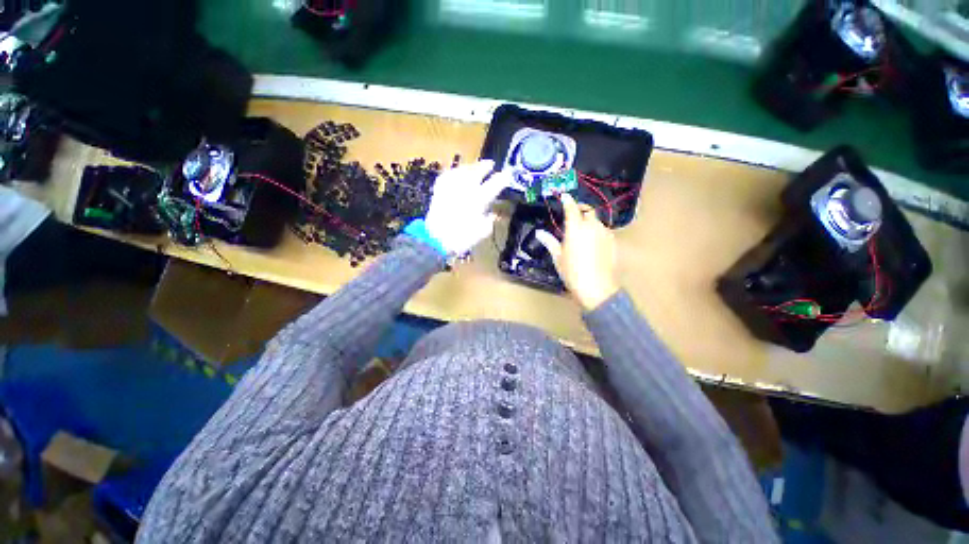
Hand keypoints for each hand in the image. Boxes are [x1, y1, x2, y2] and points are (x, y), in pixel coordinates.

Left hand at [424, 160, 509, 255]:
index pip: (494, 184)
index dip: (502, 178)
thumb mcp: (482, 231)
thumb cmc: (462, 238)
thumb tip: (492, 212)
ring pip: (463, 170)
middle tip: (491, 164)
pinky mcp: (440, 189)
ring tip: (474, 167)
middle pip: (477, 171)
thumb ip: (490, 219)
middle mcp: (465, 189)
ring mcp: (451, 187)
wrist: (436, 239)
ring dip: (471, 167)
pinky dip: (455, 173)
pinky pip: (449, 175)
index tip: (507, 175)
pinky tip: (457, 173)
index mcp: (478, 199)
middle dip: (485, 166)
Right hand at [536, 193, 619, 310]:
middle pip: (588, 210)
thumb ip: (549, 242)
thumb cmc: (572, 272)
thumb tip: (539, 233)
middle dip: (580, 209)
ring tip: (583, 232)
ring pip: (597, 221)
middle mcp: (592, 226)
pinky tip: (593, 242)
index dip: (568, 200)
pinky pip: (603, 231)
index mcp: (576, 228)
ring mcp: (604, 233)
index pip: (572, 208)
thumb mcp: (558, 257)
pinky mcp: (613, 241)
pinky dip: (597, 231)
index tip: (564, 195)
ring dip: (589, 222)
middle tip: (573, 215)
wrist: (597, 287)